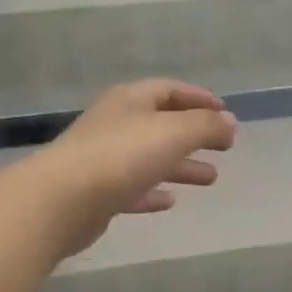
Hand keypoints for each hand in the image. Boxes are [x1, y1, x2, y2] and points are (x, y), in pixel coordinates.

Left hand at [32, 79, 237, 255]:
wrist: (61, 201)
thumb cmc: (121, 156)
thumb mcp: (173, 132)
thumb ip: (206, 126)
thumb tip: (230, 122)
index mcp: (131, 101)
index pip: (169, 90)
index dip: (199, 98)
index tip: (225, 112)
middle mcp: (116, 124)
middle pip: (162, 124)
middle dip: (195, 134)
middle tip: (225, 147)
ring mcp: (104, 159)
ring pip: (150, 158)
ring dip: (181, 165)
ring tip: (211, 178)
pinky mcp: (98, 193)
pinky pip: (133, 188)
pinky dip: (154, 191)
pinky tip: (170, 201)